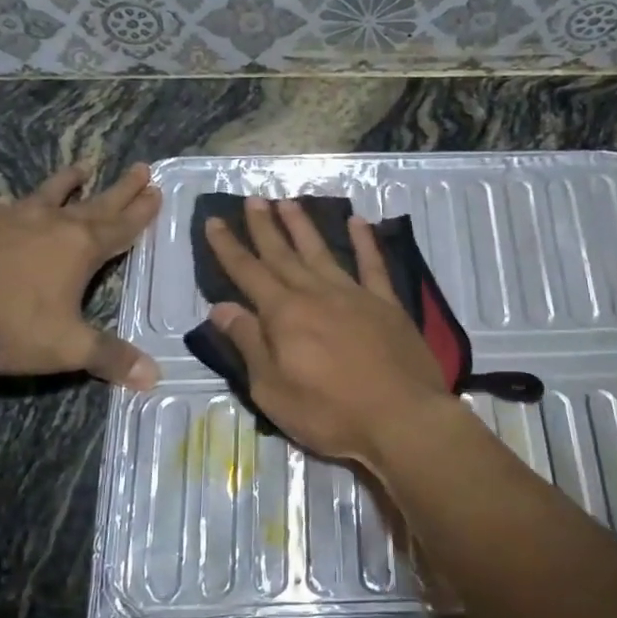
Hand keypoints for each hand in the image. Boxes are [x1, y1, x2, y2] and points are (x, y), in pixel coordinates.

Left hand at [0, 162, 161, 384]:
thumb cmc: (9, 322)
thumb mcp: (67, 347)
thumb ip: (110, 358)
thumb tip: (154, 377)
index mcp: (80, 248)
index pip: (121, 227)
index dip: (141, 212)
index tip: (157, 190)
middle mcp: (50, 224)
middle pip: (95, 203)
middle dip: (121, 189)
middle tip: (141, 168)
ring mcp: (8, 219)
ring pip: (47, 195)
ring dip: (68, 182)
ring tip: (82, 167)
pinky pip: (5, 208)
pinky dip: (19, 204)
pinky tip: (11, 205)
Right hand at [204, 198, 451, 467]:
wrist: (401, 418)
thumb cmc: (330, 412)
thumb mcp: (272, 389)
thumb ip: (248, 343)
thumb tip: (221, 307)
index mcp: (284, 314)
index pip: (248, 273)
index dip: (229, 247)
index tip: (215, 221)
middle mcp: (316, 294)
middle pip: (283, 255)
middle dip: (265, 227)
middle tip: (253, 199)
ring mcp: (355, 295)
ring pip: (322, 252)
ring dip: (303, 226)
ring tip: (288, 202)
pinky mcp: (387, 304)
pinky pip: (373, 265)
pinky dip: (364, 242)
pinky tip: (358, 221)